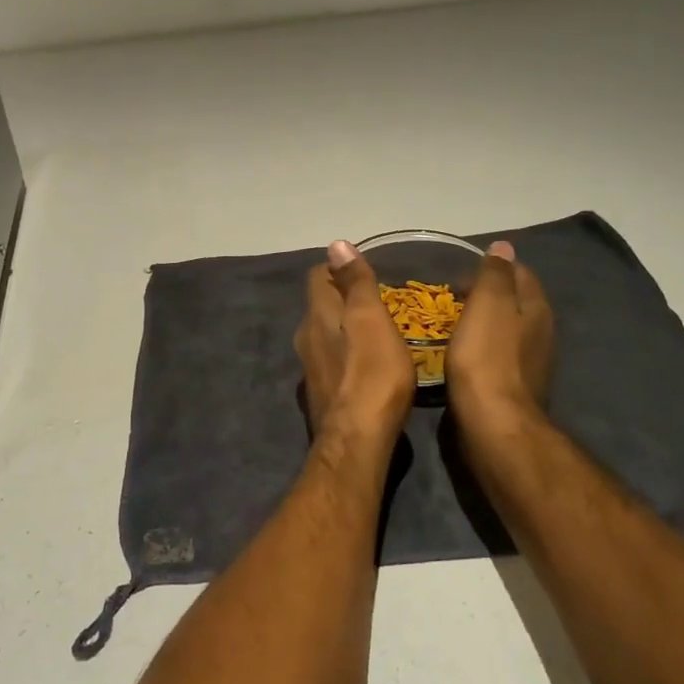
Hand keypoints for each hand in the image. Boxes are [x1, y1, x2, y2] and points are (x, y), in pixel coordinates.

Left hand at [295, 240, 415, 443]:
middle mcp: (305, 337)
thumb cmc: (372, 374)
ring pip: (324, 335)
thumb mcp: (371, 319)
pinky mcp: (320, 394)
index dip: (339, 268)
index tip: (364, 272)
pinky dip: (346, 356)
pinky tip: (367, 367)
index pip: (318, 276)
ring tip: (376, 332)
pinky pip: (331, 362)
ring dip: (344, 328)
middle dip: (343, 298)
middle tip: (377, 301)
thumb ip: (356, 283)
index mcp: (317, 315)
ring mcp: (310, 368)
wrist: (357, 439)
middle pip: (320, 306)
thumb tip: (336, 244)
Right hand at [447, 240, 553, 438]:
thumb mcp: (488, 304)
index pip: (519, 272)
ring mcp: (529, 361)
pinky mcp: (513, 385)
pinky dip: (480, 347)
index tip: (458, 275)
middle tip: (451, 297)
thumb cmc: (487, 357)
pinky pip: (496, 354)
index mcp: (536, 307)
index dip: (491, 267)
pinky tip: (460, 354)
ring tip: (450, 323)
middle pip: (515, 301)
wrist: (493, 422)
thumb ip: (495, 273)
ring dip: (483, 322)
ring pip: (506, 329)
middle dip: (487, 294)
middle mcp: (540, 332)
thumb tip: (503, 246)